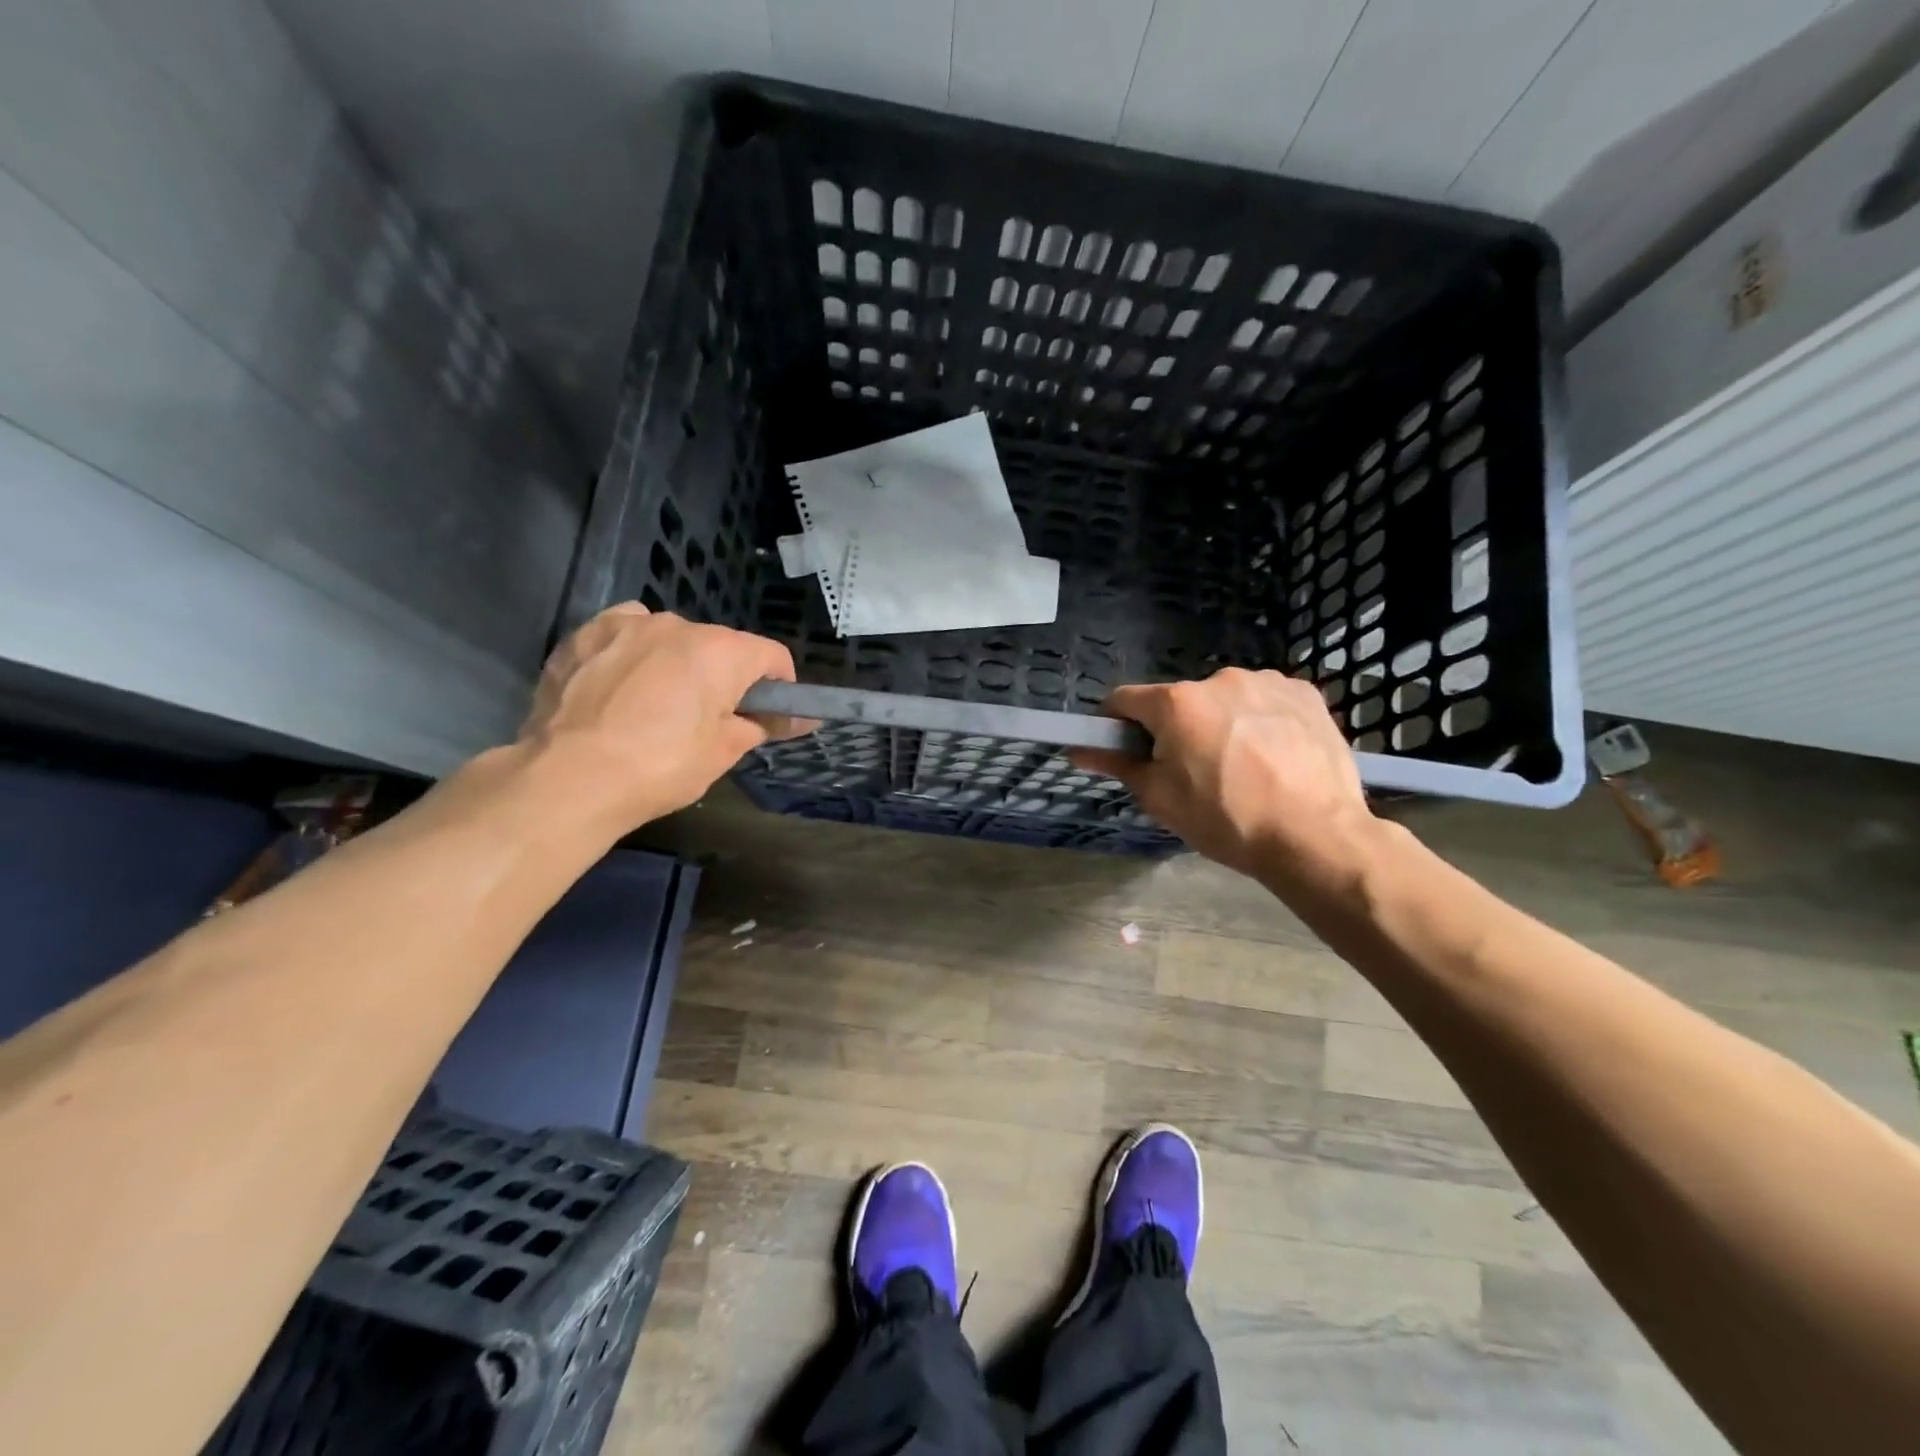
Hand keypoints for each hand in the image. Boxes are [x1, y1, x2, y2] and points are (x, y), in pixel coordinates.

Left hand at [518, 605, 804, 831]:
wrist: (567, 778)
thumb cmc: (660, 767)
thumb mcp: (722, 754)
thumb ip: (759, 726)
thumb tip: (789, 720)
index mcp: (721, 651)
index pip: (771, 655)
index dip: (779, 686)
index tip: (770, 714)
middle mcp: (678, 625)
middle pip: (719, 646)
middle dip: (722, 676)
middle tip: (708, 719)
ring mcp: (627, 625)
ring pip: (669, 637)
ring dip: (675, 662)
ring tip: (656, 703)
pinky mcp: (584, 634)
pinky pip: (624, 634)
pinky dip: (631, 653)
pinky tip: (619, 685)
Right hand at [1072, 668, 1382, 897]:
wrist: (1315, 836)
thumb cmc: (1226, 820)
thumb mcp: (1160, 798)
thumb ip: (1118, 765)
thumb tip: (1079, 749)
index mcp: (1176, 703)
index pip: (1124, 700)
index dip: (1115, 724)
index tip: (1122, 750)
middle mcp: (1218, 679)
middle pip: (1178, 702)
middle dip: (1175, 729)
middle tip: (1191, 773)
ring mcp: (1266, 682)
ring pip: (1223, 700)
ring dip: (1220, 723)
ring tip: (1242, 767)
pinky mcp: (1304, 693)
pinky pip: (1264, 701)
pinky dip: (1259, 720)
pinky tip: (1273, 756)